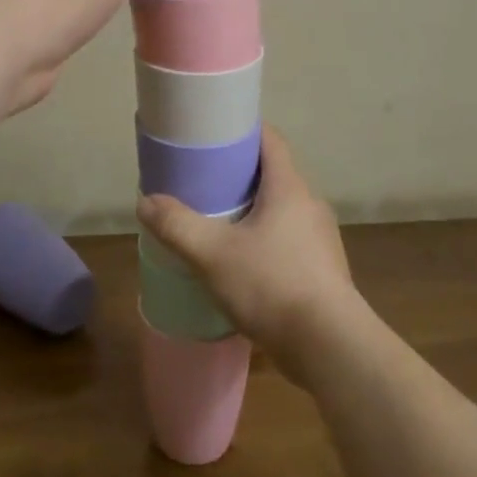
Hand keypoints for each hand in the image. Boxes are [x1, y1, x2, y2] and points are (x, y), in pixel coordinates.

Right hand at [135, 126, 362, 385]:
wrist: (330, 346)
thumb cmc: (272, 285)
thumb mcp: (213, 254)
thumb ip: (177, 226)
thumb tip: (146, 202)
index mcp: (289, 187)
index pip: (270, 139)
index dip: (243, 130)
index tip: (214, 133)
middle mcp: (310, 204)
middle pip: (273, 174)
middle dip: (240, 174)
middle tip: (205, 180)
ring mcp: (320, 238)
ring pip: (282, 209)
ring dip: (253, 210)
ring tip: (219, 222)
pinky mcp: (323, 269)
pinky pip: (289, 239)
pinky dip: (266, 239)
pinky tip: (244, 263)